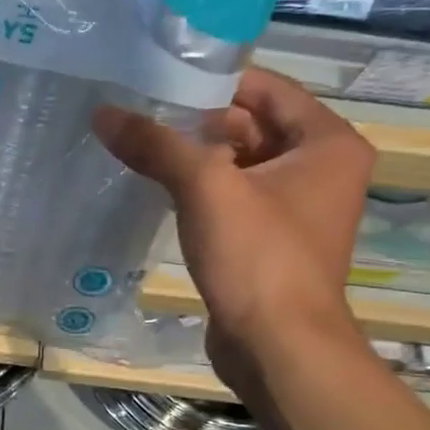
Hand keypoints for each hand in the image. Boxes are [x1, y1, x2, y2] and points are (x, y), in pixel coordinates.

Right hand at [94, 68, 371, 379]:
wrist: (279, 348)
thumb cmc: (258, 257)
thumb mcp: (204, 188)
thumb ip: (155, 144)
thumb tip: (103, 113)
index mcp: (326, 142)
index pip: (265, 88)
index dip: (212, 81)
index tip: (158, 81)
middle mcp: (321, 169)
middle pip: (250, 125)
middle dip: (195, 122)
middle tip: (137, 115)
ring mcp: (297, 207)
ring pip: (239, 163)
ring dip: (193, 158)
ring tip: (137, 147)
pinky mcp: (272, 240)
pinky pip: (234, 198)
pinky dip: (201, 191)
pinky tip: (157, 188)